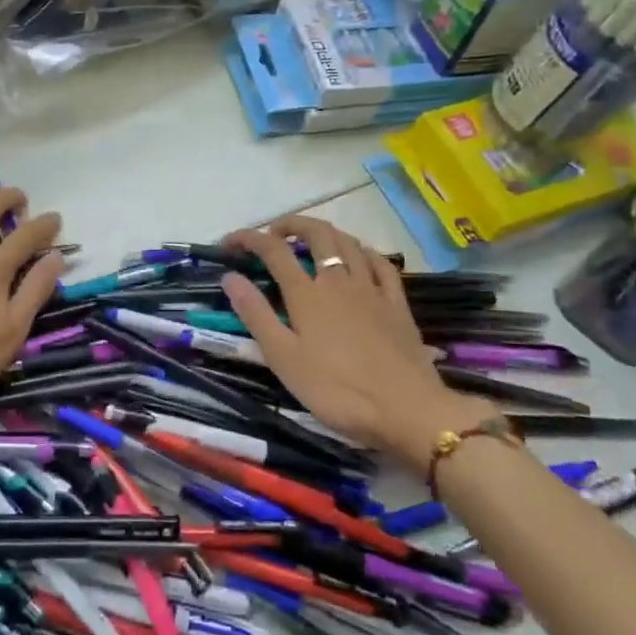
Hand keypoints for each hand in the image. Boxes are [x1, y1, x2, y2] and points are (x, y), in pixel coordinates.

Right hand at [222, 217, 492, 471]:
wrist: (406, 409)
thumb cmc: (336, 389)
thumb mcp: (283, 357)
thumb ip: (256, 314)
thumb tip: (230, 276)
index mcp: (307, 293)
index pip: (273, 250)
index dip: (249, 239)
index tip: (229, 243)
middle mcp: (338, 280)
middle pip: (317, 234)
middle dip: (292, 225)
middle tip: (274, 235)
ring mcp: (372, 289)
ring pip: (348, 243)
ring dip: (325, 233)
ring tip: (311, 242)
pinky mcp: (397, 304)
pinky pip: (381, 263)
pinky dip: (363, 251)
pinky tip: (358, 257)